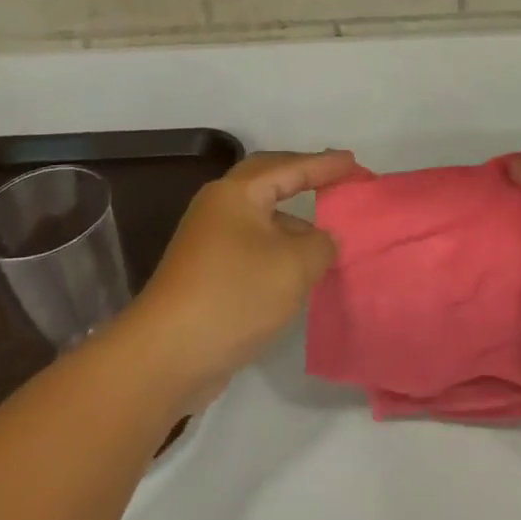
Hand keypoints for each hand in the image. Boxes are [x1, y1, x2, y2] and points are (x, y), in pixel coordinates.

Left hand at [117, 149, 357, 407]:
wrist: (166, 357)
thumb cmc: (234, 295)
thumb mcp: (295, 265)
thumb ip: (321, 244)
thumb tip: (323, 240)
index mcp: (237, 194)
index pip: (290, 167)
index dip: (325, 165)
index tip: (354, 162)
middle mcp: (219, 208)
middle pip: (268, 181)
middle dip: (303, 178)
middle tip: (336, 179)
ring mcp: (209, 242)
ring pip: (260, 218)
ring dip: (293, 222)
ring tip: (327, 236)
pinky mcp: (206, 274)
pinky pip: (253, 246)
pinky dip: (279, 249)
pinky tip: (298, 272)